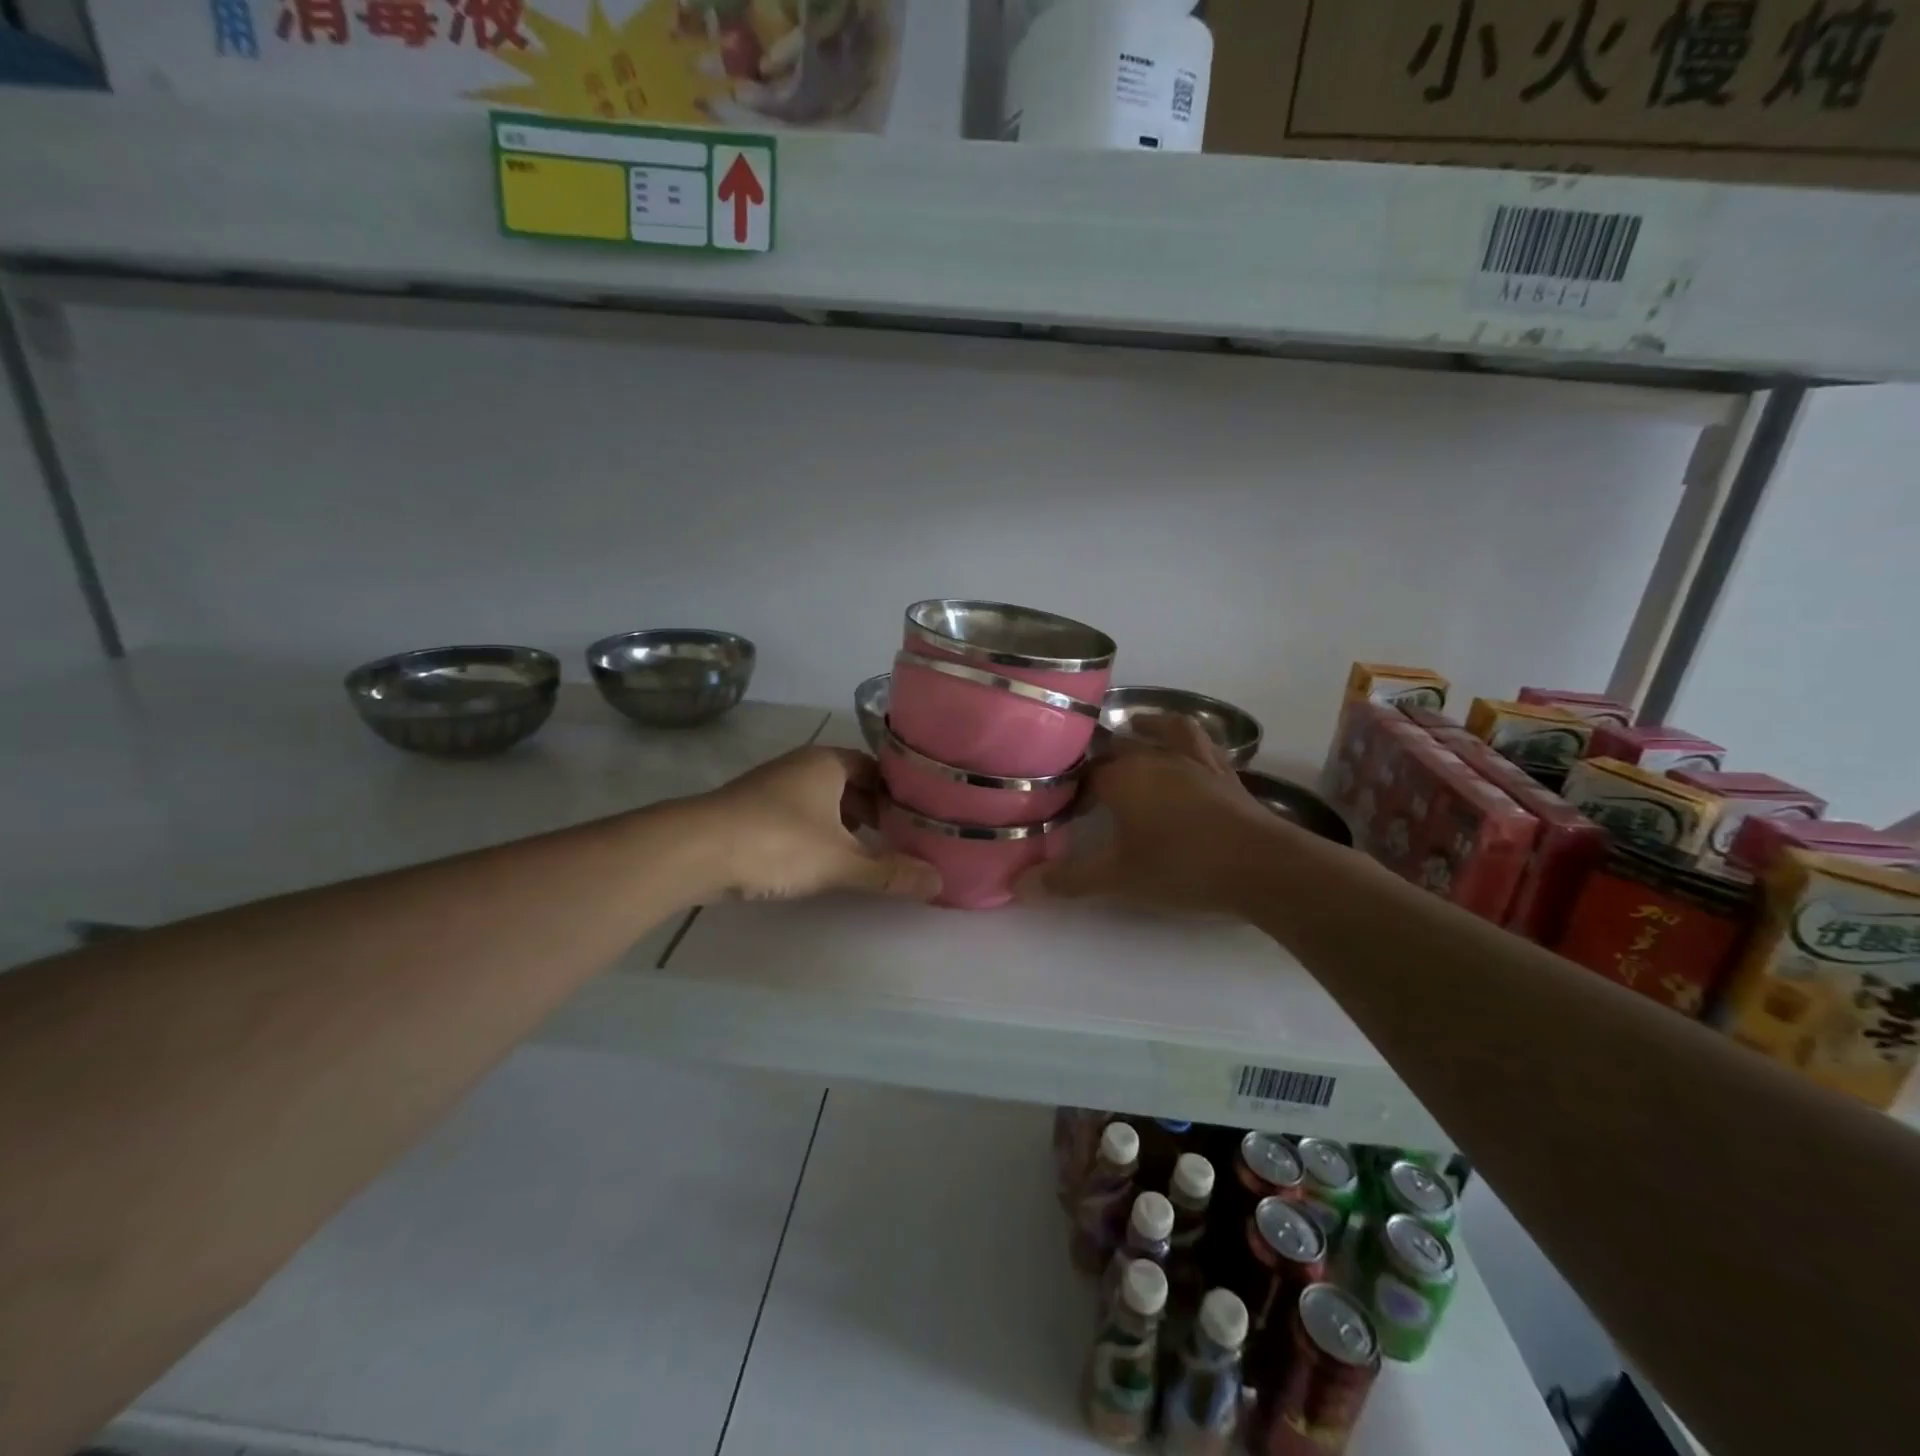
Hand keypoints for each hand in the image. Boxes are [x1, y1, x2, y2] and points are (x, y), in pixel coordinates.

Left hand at [696, 746, 941, 902]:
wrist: (695, 850)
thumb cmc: (778, 842)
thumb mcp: (840, 861)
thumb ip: (889, 872)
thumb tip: (939, 882)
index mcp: (827, 763)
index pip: (875, 768)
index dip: (897, 792)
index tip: (917, 817)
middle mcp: (801, 766)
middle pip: (849, 784)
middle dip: (873, 811)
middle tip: (898, 840)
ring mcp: (771, 787)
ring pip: (821, 802)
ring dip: (844, 825)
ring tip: (866, 855)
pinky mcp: (750, 811)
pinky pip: (797, 817)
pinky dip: (816, 834)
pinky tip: (822, 862)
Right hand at [1018, 715, 1279, 914]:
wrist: (1260, 865)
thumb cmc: (1180, 867)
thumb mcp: (1117, 879)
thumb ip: (1066, 880)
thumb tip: (1016, 886)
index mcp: (1122, 777)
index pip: (1083, 773)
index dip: (1069, 788)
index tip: (1060, 804)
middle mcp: (1153, 757)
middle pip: (1117, 747)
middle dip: (1099, 759)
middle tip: (1087, 778)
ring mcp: (1192, 760)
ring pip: (1161, 731)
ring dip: (1144, 728)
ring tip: (1134, 727)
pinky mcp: (1222, 771)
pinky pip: (1200, 741)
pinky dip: (1186, 736)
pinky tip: (1184, 743)